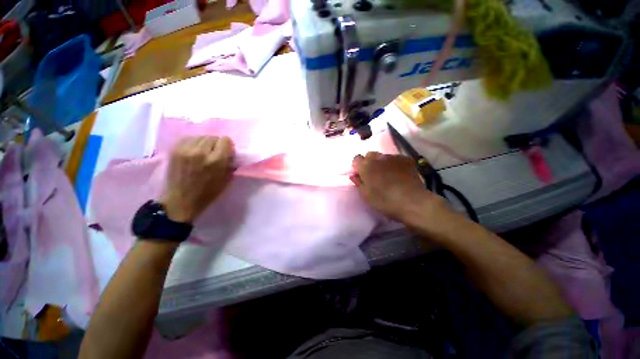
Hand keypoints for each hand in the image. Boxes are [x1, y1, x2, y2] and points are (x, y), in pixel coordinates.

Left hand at [161, 137, 234, 222]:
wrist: (179, 203)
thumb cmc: (204, 196)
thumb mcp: (224, 183)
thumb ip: (228, 165)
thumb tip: (230, 152)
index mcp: (216, 161)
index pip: (226, 140)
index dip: (225, 148)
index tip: (222, 155)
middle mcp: (202, 151)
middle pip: (213, 137)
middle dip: (213, 146)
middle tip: (209, 156)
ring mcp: (187, 149)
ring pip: (200, 137)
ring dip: (202, 145)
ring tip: (198, 155)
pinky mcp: (176, 148)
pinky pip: (188, 139)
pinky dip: (191, 145)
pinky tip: (189, 155)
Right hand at [351, 152, 449, 222]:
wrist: (412, 201)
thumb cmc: (386, 202)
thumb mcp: (367, 196)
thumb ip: (359, 183)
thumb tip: (355, 175)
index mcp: (366, 166)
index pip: (357, 159)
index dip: (358, 167)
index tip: (362, 176)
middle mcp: (379, 157)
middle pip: (370, 155)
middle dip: (371, 163)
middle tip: (376, 177)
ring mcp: (394, 156)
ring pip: (385, 157)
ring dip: (384, 164)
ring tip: (391, 177)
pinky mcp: (407, 159)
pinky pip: (397, 159)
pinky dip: (397, 165)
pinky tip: (401, 176)